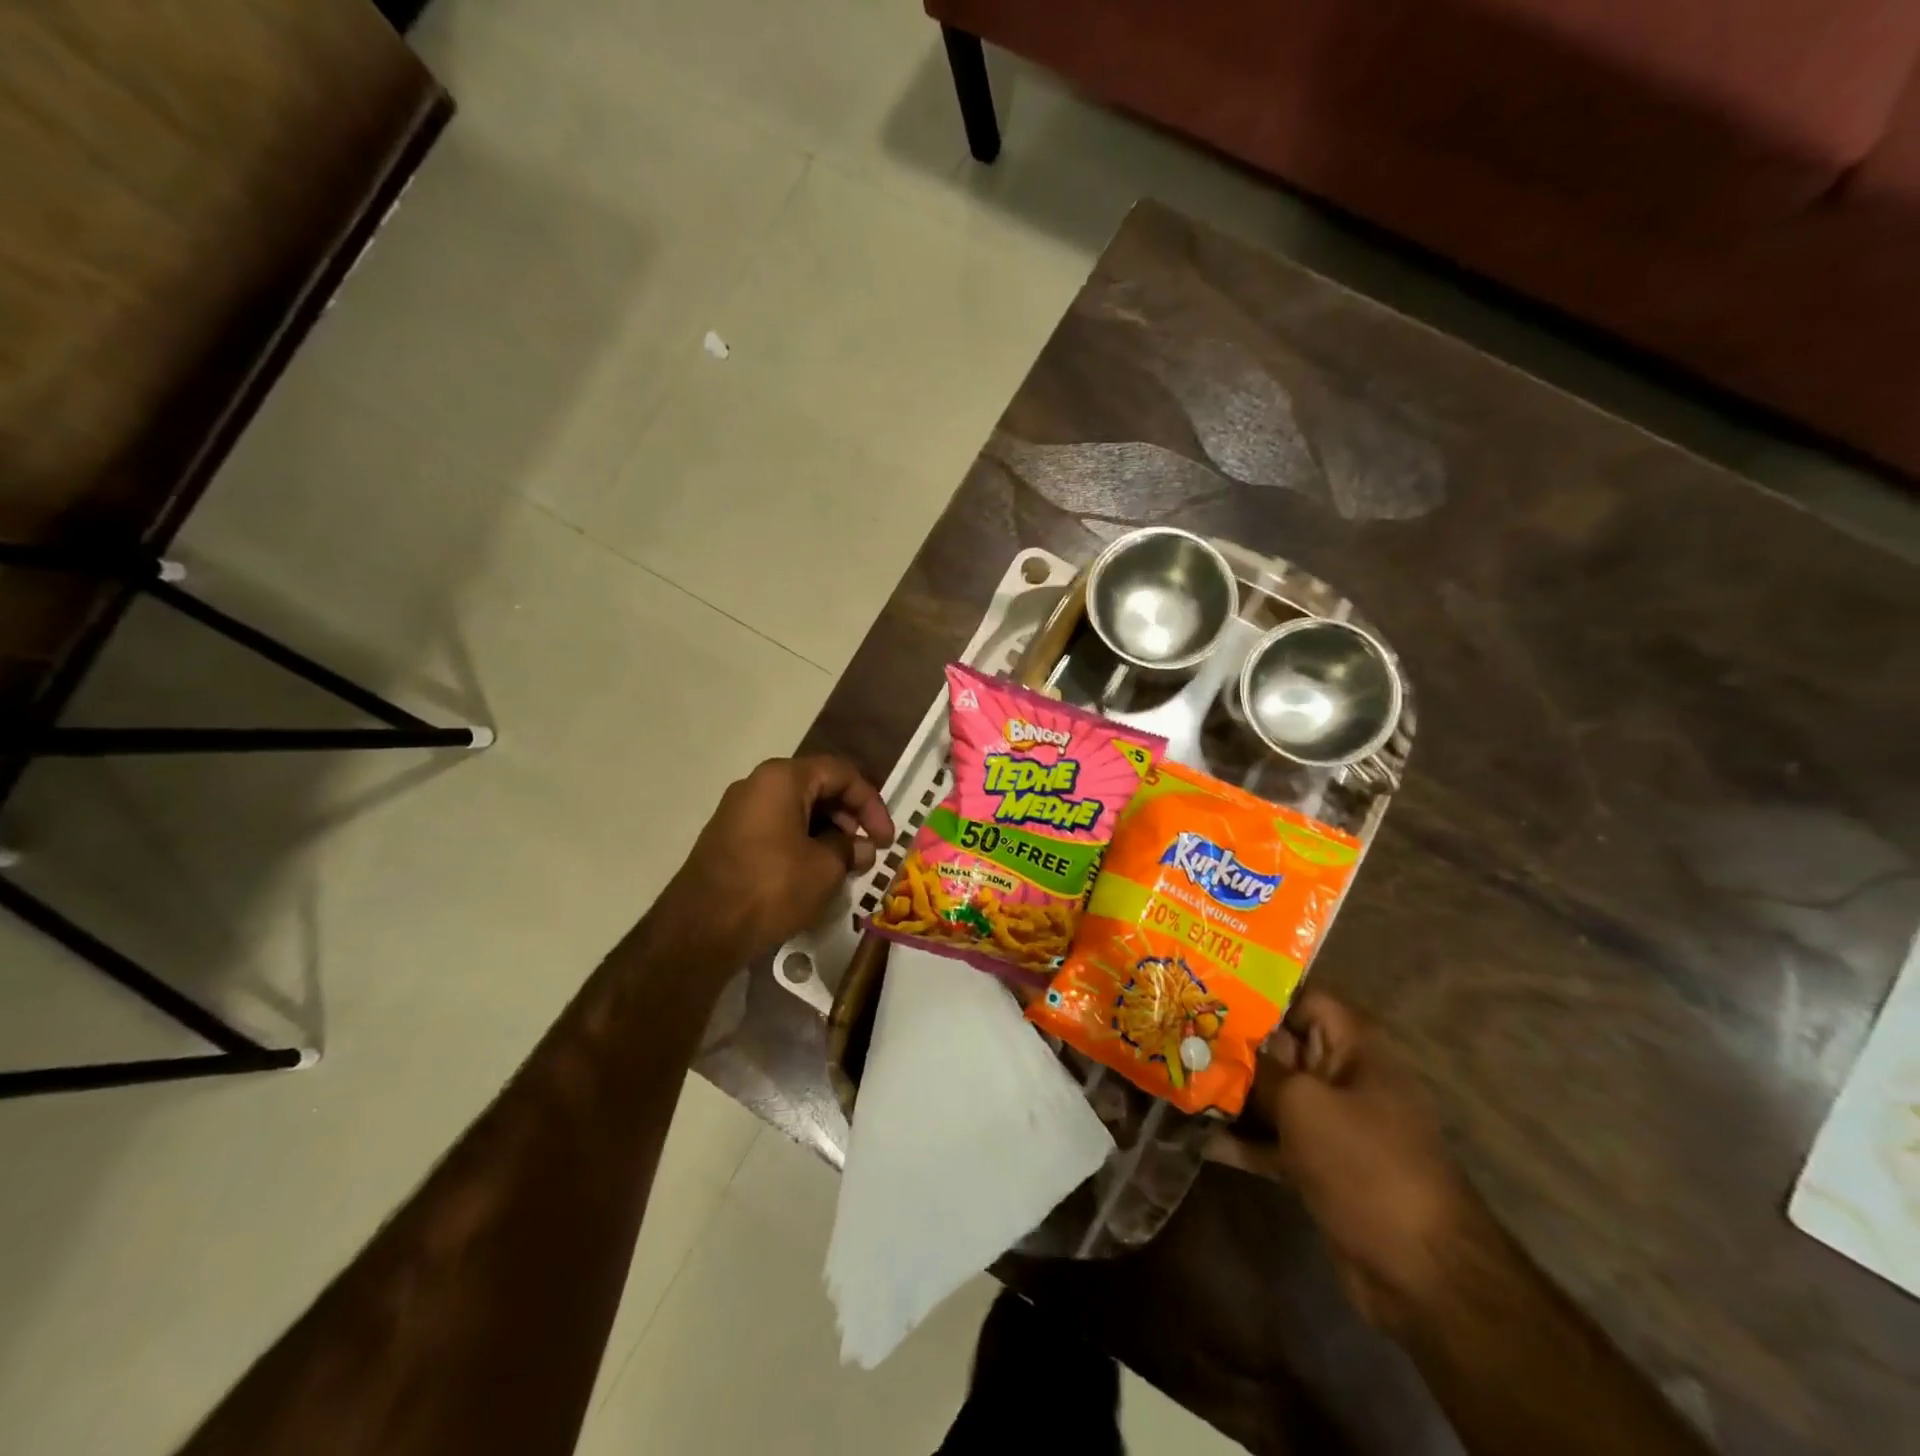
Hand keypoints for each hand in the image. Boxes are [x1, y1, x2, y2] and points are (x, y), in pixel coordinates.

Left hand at [664, 755, 894, 960]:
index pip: (842, 773)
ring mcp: (739, 812)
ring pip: (797, 810)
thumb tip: (859, 847)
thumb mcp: (825, 868)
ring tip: (845, 867)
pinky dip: (803, 843)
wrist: (700, 930)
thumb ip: (849, 849)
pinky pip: (777, 829)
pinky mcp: (729, 839)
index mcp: (783, 778)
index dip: (871, 804)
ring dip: (828, 833)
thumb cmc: (771, 887)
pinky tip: (815, 874)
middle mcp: (757, 785)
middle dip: (849, 818)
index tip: (885, 840)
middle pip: (818, 788)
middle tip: (867, 852)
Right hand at [1207, 990, 1481, 1330]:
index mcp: (1355, 1048)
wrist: (1424, 1275)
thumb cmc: (1367, 1164)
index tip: (1208, 989)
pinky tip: (1196, 1137)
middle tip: (1176, 1032)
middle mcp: (1344, 1078)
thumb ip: (1257, 1070)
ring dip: (1230, 1092)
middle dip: (1231, 1043)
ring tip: (1176, 1078)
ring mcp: (1333, 1125)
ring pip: (1272, 1095)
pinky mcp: (1320, 1166)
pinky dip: (1241, 1139)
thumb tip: (1218, 1049)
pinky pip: (1273, 1139)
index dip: (1259, 992)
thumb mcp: (1304, 1104)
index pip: (1303, 999)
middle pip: (1280, 1047)